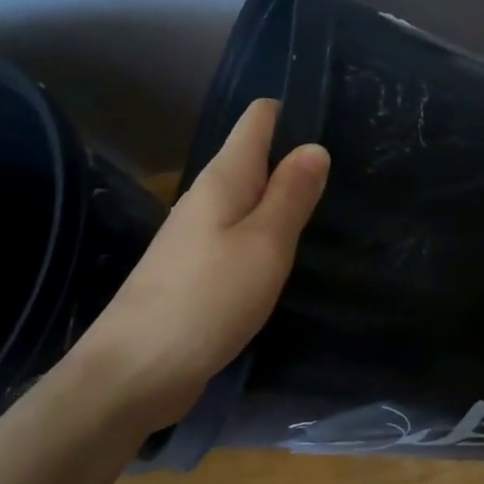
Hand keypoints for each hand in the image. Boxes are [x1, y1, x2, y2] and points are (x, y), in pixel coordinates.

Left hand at [69, 99, 328, 431]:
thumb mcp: (264, 244)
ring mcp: (196, 237)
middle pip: (252, 159)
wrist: (134, 372)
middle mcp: (205, 199)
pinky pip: (238, 235)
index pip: (256, 122)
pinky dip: (265, 232)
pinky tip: (286, 248)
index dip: (289, 111)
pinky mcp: (195, 272)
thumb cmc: (208, 299)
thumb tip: (314, 147)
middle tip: (349, 161)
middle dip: (293, 156)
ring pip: (247, 200)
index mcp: (222, 180)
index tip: (332, 113)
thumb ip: (291, 196)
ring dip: (280, 196)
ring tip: (327, 199)